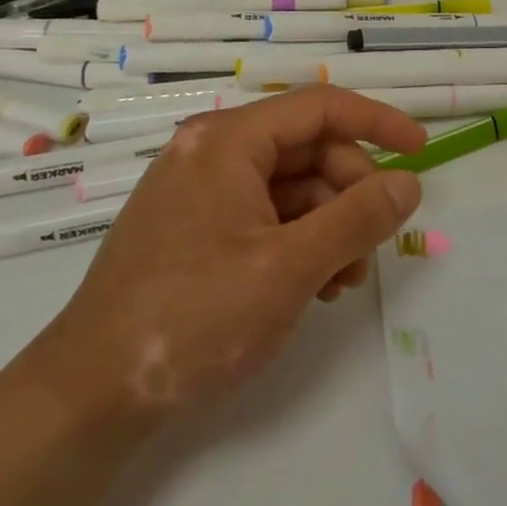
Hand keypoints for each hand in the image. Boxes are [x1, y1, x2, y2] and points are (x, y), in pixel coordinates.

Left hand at [30, 87, 428, 435]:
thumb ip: (357, 219)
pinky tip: (312, 286)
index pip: (321, 106)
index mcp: (228, 141)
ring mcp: (201, 190)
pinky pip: (266, 214)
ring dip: (329, 226)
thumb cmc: (191, 319)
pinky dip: (299, 241)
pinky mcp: (196, 227)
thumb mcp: (288, 269)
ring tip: (340, 282)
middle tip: (370, 250)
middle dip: (350, 196)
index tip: (420, 151)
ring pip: (292, 186)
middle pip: (310, 150)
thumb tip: (409, 184)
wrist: (86, 399)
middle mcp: (212, 152)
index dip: (379, 122)